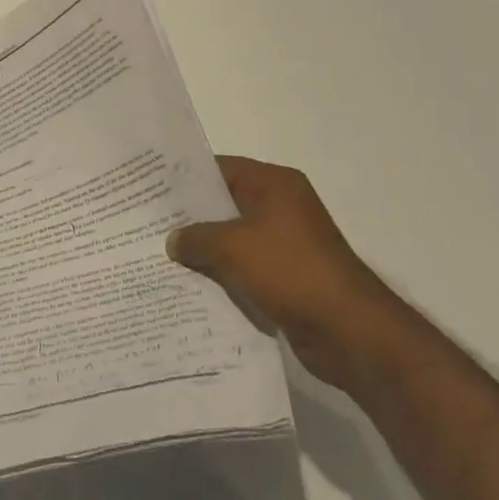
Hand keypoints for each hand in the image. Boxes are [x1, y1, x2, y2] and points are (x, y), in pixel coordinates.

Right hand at [167, 155, 402, 388]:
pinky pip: (245, 266)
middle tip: (148, 222)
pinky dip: (222, 273)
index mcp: (275, 184)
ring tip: (162, 254)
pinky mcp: (287, 276)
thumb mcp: (234, 247)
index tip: (150, 188)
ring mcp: (286, 243)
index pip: (220, 168)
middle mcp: (281, 206)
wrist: (350, 331)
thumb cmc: (292, 271)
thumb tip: (173, 240)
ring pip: (233, 238)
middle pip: (225, 203)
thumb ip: (197, 237)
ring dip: (205, 248)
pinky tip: (191, 283)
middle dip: (191, 216)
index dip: (185, 177)